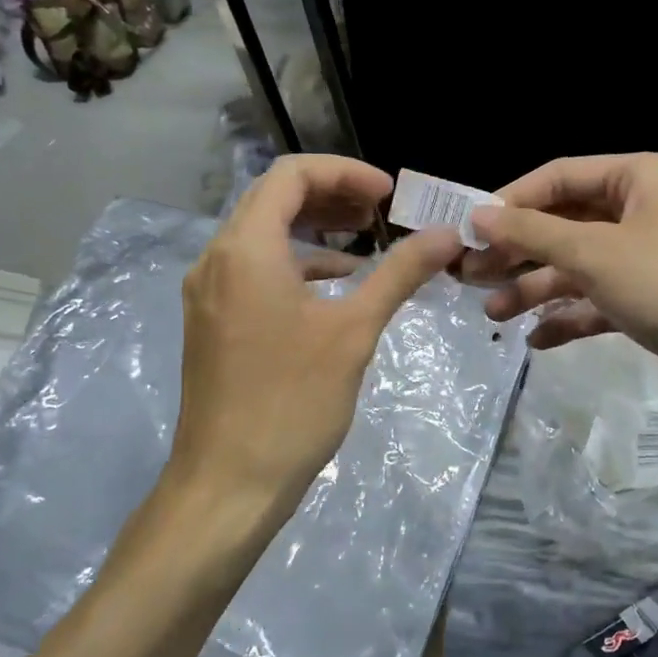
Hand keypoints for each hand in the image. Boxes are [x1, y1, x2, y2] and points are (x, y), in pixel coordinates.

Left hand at [159, 155, 463, 550]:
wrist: (229, 483)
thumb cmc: (293, 401)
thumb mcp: (355, 331)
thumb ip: (400, 273)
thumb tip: (448, 234)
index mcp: (246, 248)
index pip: (291, 175)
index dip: (345, 172)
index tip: (389, 195)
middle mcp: (217, 258)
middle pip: (274, 199)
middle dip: (331, 195)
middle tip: (381, 212)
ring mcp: (209, 292)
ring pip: (262, 234)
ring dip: (314, 229)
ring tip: (366, 243)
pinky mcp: (213, 321)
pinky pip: (255, 269)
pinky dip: (297, 263)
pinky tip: (336, 287)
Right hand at [465, 154, 657, 400]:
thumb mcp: (592, 253)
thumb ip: (531, 232)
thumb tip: (477, 214)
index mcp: (641, 175)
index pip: (560, 175)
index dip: (511, 201)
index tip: (469, 230)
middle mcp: (648, 208)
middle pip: (568, 222)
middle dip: (520, 251)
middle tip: (471, 275)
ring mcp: (654, 256)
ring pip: (582, 265)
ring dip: (538, 288)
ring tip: (493, 314)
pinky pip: (603, 298)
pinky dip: (571, 315)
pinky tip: (538, 339)